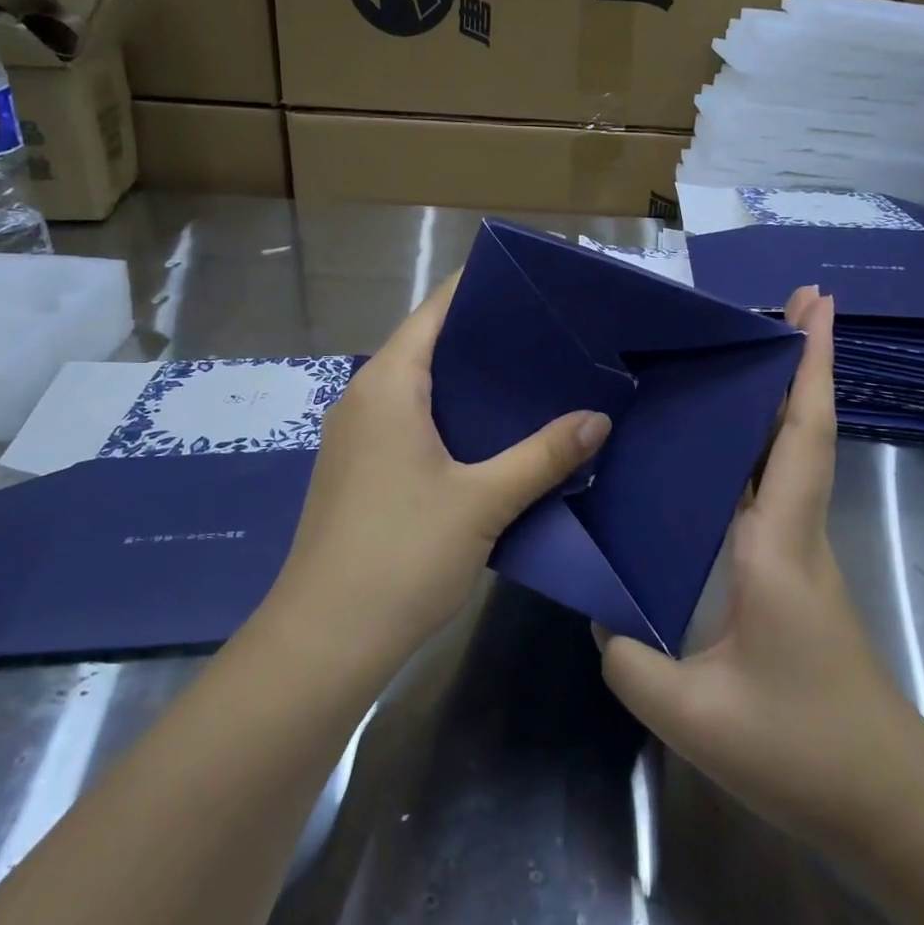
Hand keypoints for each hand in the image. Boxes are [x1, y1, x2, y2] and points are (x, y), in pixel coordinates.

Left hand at [274, 271, 611, 668]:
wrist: (326, 638)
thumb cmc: (400, 555)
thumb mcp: (482, 502)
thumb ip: (542, 456)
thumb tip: (597, 418)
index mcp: (389, 385)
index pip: (437, 310)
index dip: (483, 289)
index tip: (537, 285)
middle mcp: (366, 398)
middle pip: (431, 345)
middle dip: (489, 337)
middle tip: (554, 336)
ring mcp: (358, 436)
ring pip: (423, 388)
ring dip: (473, 383)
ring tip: (536, 379)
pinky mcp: (361, 470)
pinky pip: (413, 422)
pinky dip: (454, 417)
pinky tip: (496, 435)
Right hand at [599, 286, 917, 852]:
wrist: (884, 804)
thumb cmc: (800, 750)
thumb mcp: (692, 714)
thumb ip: (629, 657)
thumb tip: (600, 610)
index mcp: (778, 547)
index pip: (799, 437)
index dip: (812, 365)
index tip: (818, 304)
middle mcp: (796, 534)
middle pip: (803, 430)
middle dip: (800, 361)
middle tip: (779, 303)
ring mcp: (800, 554)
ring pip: (791, 457)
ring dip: (778, 400)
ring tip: (737, 357)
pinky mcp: (793, 576)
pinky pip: (774, 493)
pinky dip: (757, 451)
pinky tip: (716, 453)